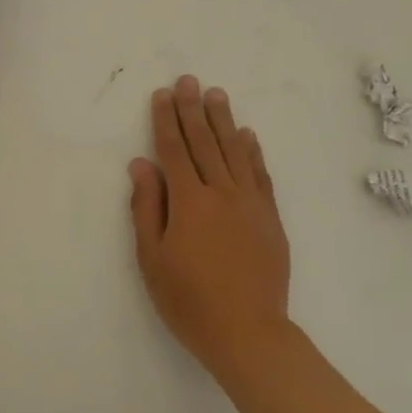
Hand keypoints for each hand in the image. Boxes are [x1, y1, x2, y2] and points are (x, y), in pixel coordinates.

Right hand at [129, 76, 292, 379]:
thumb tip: (141, 164)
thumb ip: (147, 207)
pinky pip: (261, 175)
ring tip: (217, 95)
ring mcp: (251, 203)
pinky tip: (248, 136)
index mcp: (189, 202)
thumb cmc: (189, 301)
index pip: (173, 150)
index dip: (166, 121)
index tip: (162, 95)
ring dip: (224, 121)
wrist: (249, 332)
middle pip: (205, 143)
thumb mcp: (153, 259)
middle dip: (193, 109)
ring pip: (235, 151)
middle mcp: (221, 193)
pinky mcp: (270, 218)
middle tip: (189, 80)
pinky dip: (253, 152)